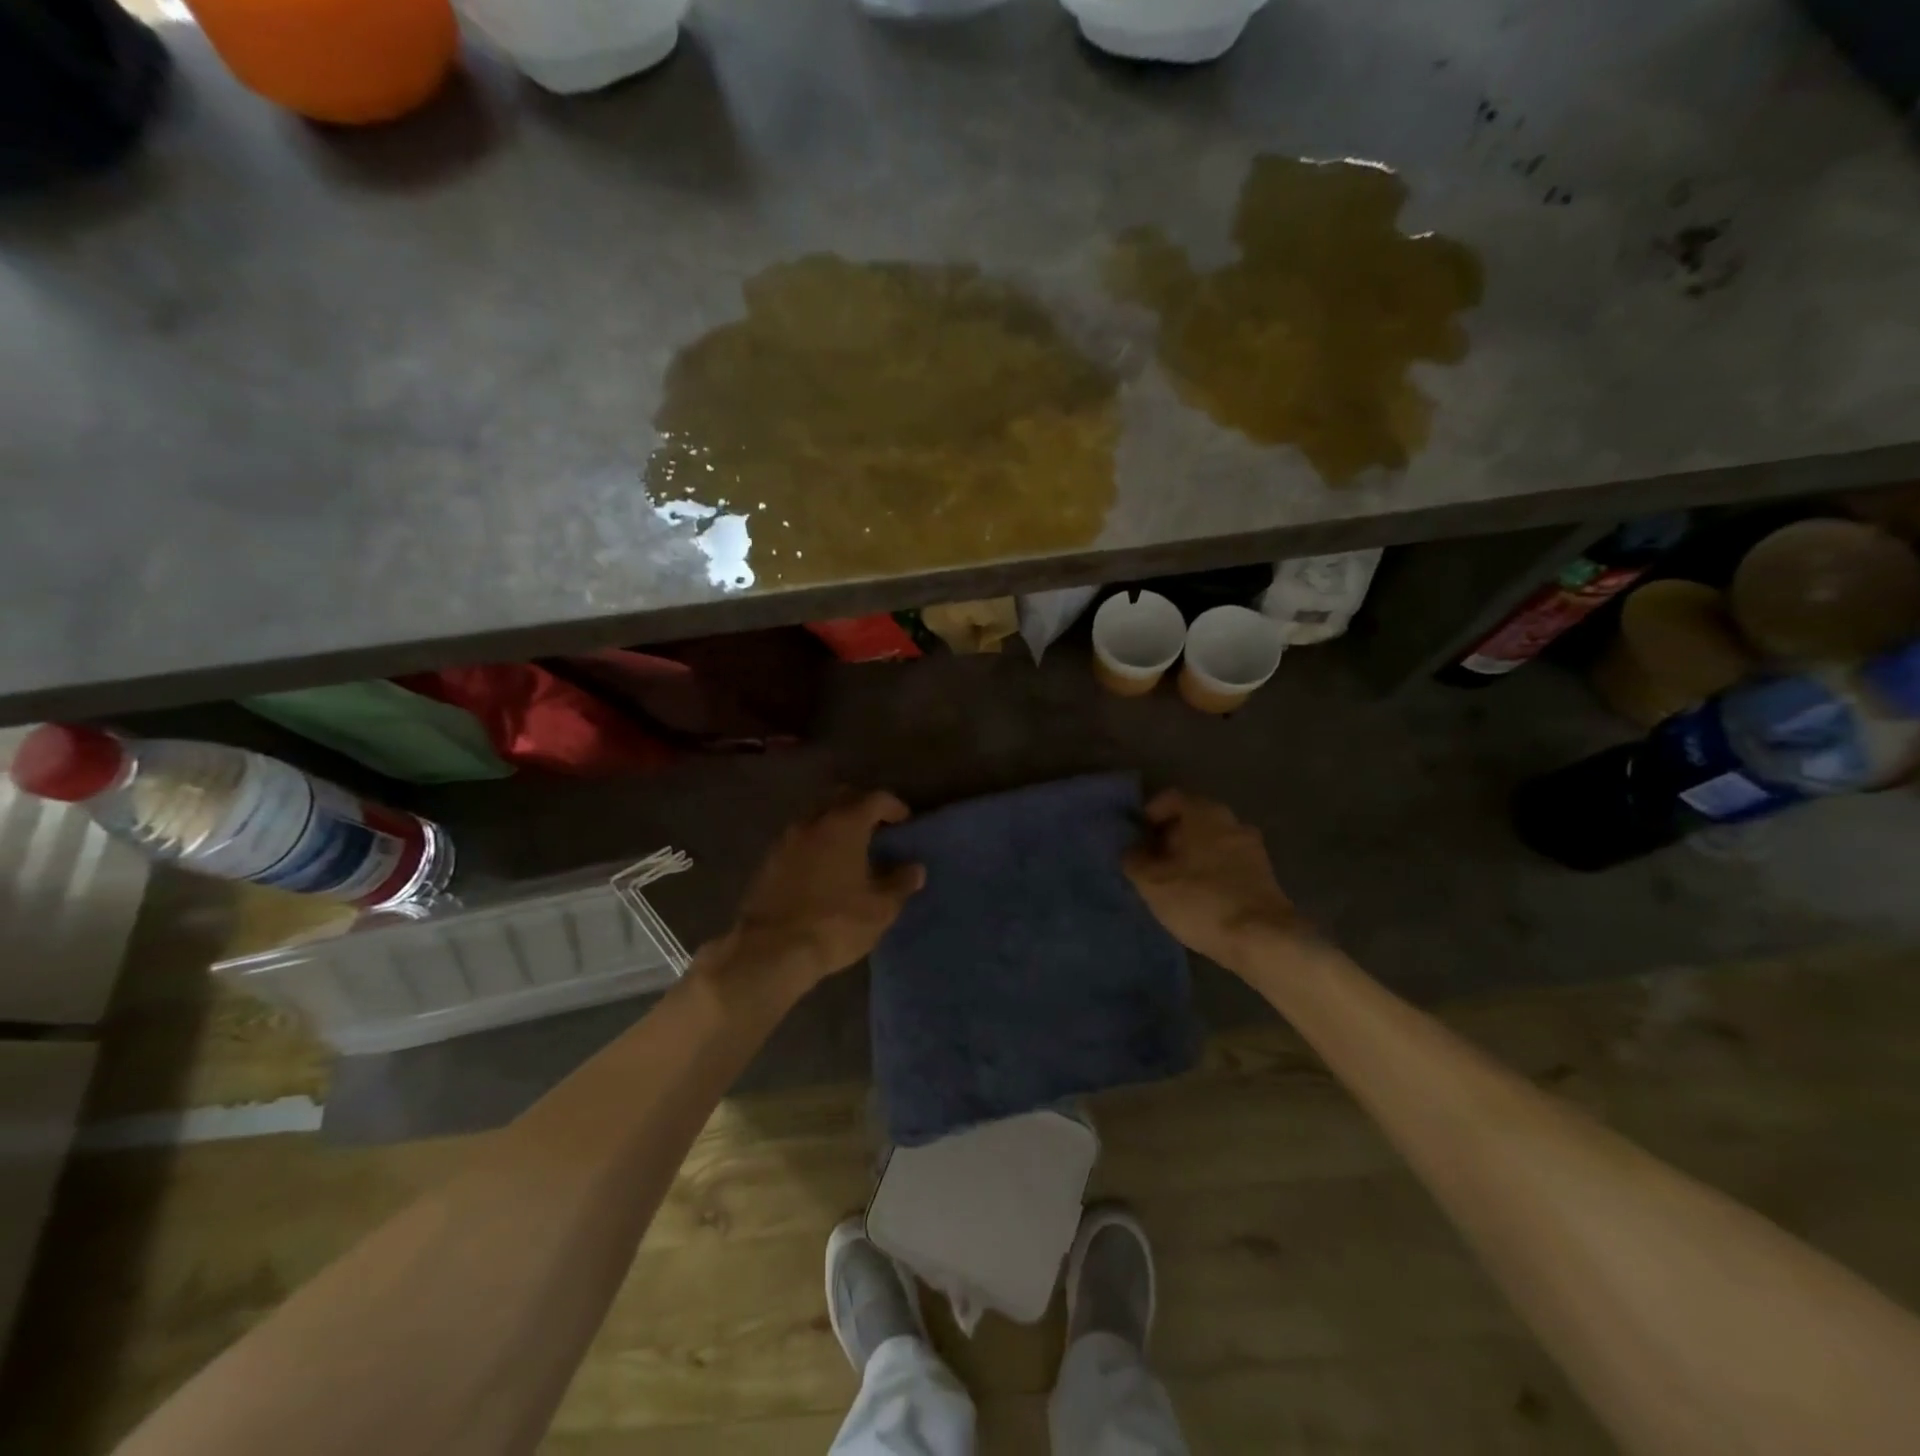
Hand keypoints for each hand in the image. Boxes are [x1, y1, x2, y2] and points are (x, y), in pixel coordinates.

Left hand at [715, 790, 925, 1001]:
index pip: (875, 799)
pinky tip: (823, 867)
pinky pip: (798, 839)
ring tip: (849, 848)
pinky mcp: (768, 861)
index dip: (893, 806)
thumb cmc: (835, 923)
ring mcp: (785, 840)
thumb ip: (900, 883)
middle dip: (860, 806)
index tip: (904, 820)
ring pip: (815, 816)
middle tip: (877, 826)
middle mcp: (813, 822)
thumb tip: (915, 869)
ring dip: (834, 823)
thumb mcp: (880, 909)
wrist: (771, 950)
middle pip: (840, 798)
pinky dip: (815, 843)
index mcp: (844, 824)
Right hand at [1125, 790, 1299, 969]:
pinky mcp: (1264, 874)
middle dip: (1170, 837)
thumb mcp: (1152, 883)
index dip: (1149, 814)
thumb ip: (1135, 860)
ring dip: (1191, 855)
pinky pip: (1228, 862)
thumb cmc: (1201, 900)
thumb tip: (1132, 850)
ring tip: (1173, 883)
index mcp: (1204, 812)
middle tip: (1151, 862)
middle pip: (1193, 819)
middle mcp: (1232, 821)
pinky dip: (1211, 871)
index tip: (1137, 838)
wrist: (1262, 939)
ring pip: (1212, 841)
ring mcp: (1252, 847)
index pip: (1171, 797)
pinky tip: (1199, 896)